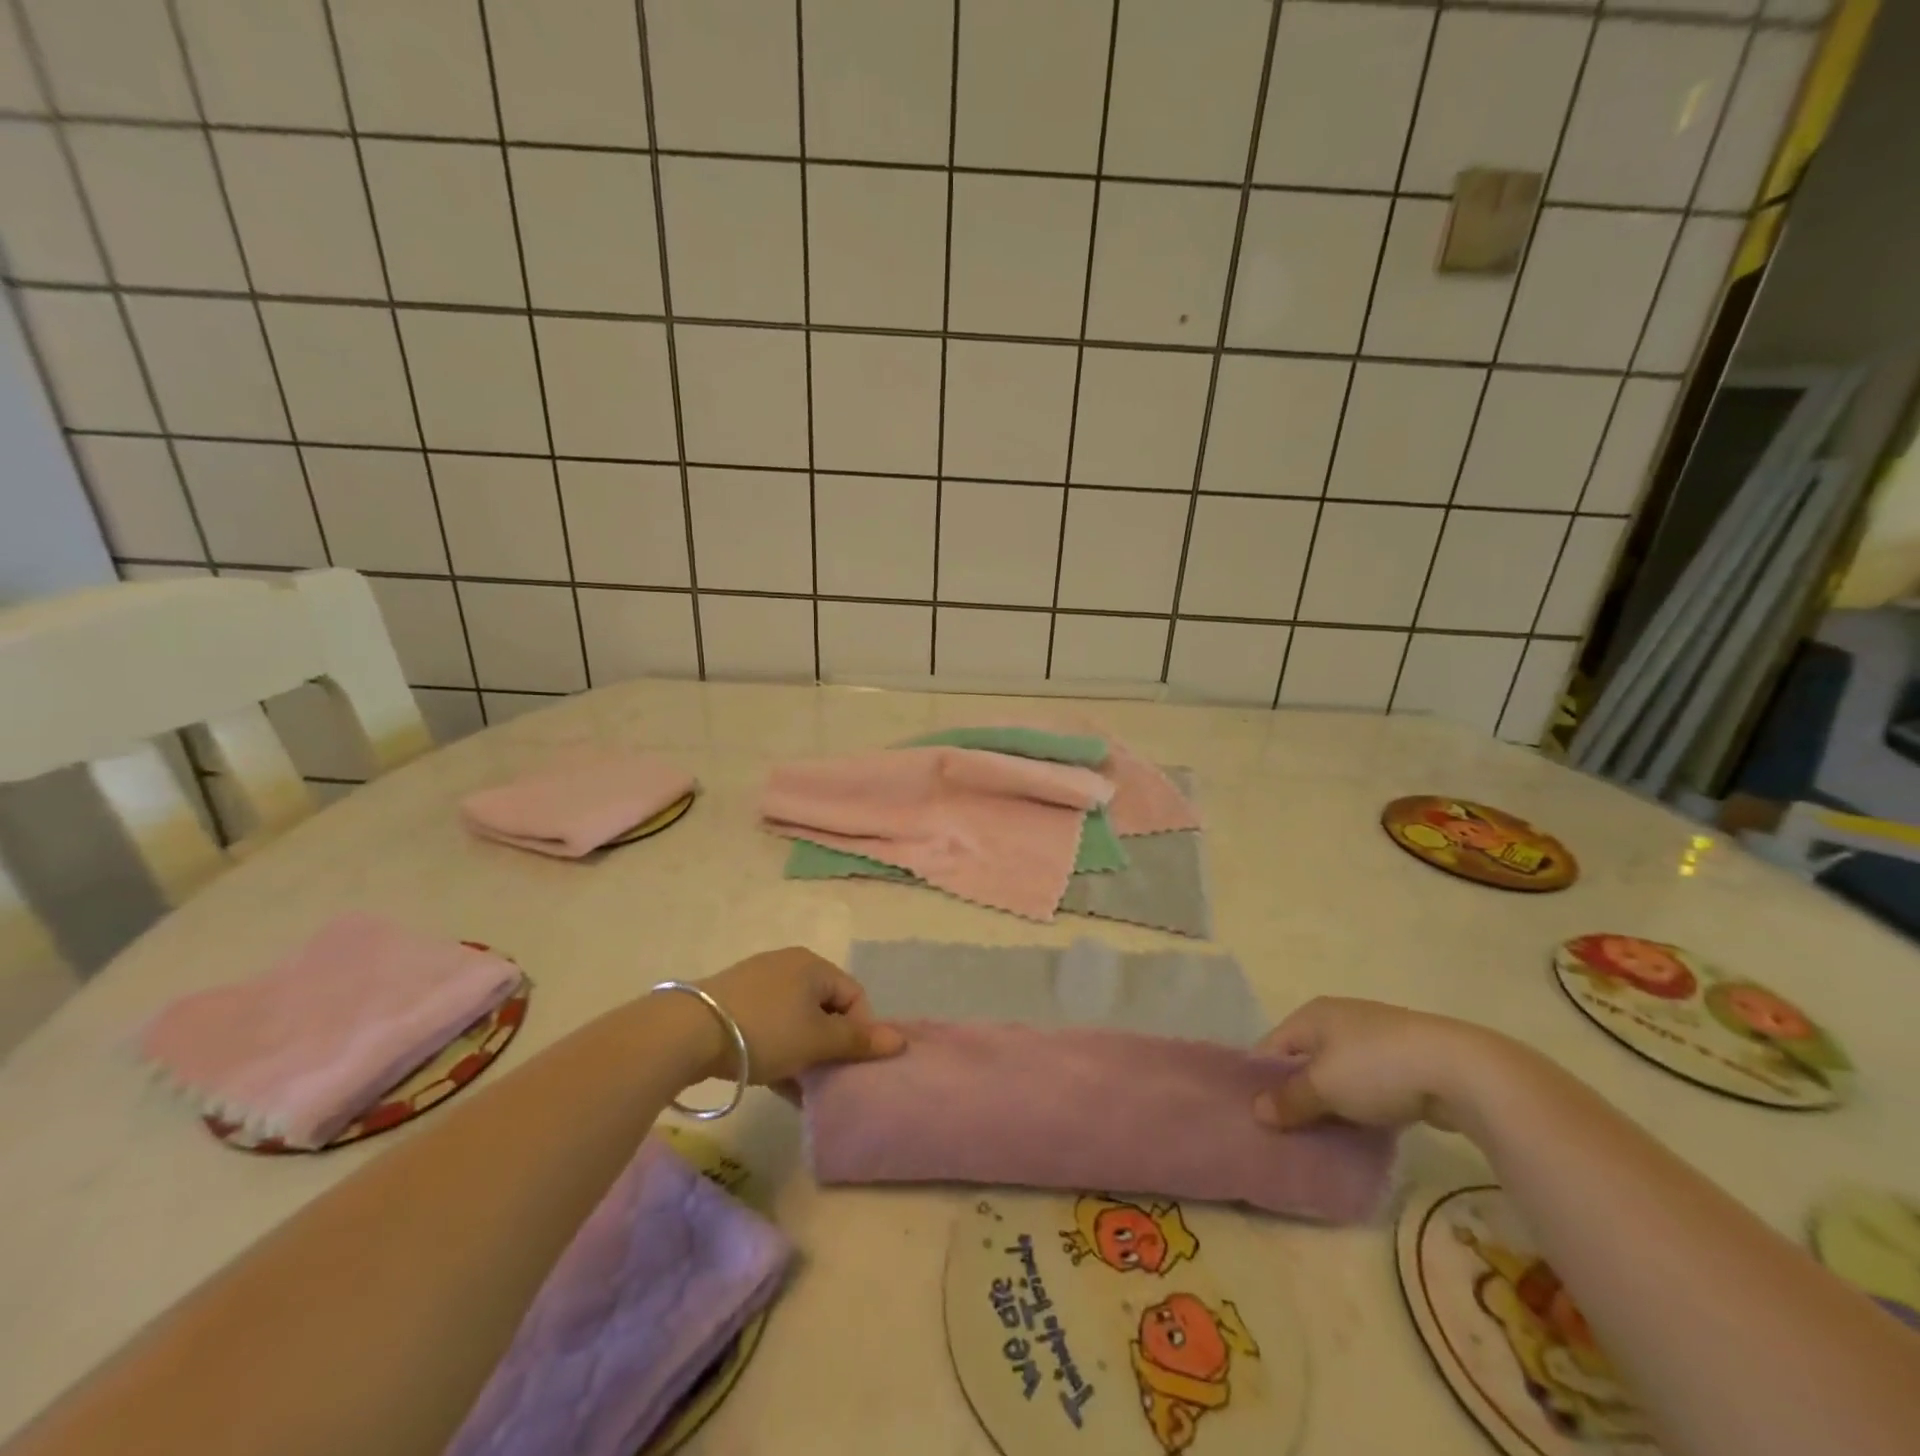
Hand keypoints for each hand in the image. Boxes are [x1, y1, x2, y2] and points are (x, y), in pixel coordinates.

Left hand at [695, 947, 904, 1086]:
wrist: (688, 1031)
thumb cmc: (765, 1030)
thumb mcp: (816, 1040)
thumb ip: (857, 1041)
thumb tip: (899, 1040)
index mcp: (814, 965)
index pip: (855, 995)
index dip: (860, 1031)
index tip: (848, 1064)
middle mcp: (789, 965)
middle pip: (825, 1007)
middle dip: (830, 1045)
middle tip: (825, 1077)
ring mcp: (758, 981)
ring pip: (796, 1019)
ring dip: (804, 1052)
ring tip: (799, 1086)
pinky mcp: (733, 1000)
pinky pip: (770, 1024)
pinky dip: (779, 1049)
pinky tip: (774, 1080)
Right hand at [1250, 997, 1493, 1131]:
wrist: (1461, 1070)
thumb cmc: (1376, 1068)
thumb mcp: (1325, 1087)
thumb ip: (1290, 1100)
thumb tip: (1257, 1111)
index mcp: (1312, 1015)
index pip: (1272, 1047)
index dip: (1261, 1080)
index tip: (1256, 1116)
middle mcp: (1338, 1019)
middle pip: (1304, 1061)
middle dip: (1296, 1095)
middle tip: (1286, 1133)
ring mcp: (1374, 1039)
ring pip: (1337, 1075)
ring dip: (1329, 1104)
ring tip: (1321, 1138)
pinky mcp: (1404, 1062)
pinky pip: (1367, 1086)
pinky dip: (1359, 1107)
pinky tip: (1360, 1132)